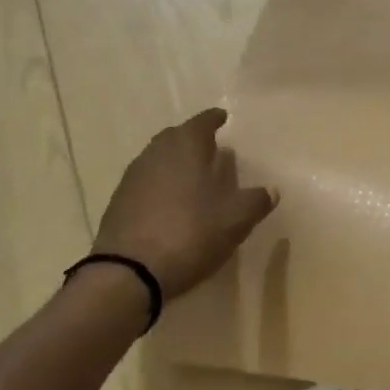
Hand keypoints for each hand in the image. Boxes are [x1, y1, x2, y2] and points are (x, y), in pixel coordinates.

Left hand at [94, 108, 277, 299]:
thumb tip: (271, 190)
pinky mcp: (118, 203)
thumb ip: (256, 201)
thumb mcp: (235, 219)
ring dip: (175, 162)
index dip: (214, 119)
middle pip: (175, 137)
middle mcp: (156, 153)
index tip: (222, 117)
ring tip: (192, 176)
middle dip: (192, 138)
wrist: (129, 272)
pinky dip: (160, 184)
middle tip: (210, 147)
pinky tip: (170, 202)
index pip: (202, 122)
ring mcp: (133, 177)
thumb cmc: (190, 232)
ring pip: (158, 158)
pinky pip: (145, 182)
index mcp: (185, 147)